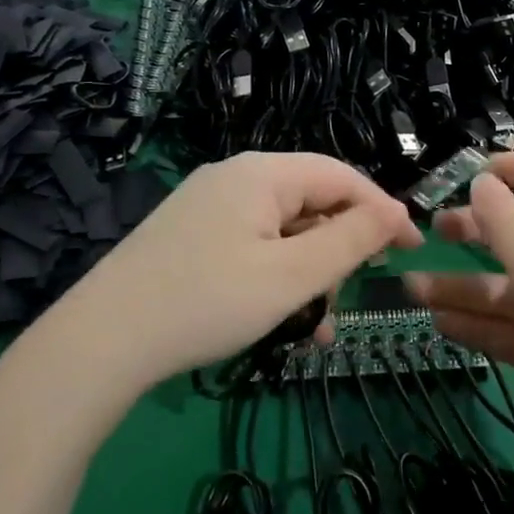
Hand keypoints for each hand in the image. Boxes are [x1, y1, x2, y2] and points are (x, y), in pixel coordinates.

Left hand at [41, 152, 419, 391]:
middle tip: (357, 293)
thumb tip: (396, 213)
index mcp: (261, 173)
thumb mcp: (292, 275)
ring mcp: (207, 206)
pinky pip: (251, 247)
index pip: (341, 176)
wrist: (102, 340)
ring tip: (318, 325)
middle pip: (310, 201)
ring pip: (282, 231)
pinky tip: (284, 321)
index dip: (382, 210)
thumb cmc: (208, 301)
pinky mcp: (190, 236)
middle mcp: (234, 177)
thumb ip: (350, 240)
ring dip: (309, 273)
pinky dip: (276, 277)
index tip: (412, 251)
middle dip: (340, 248)